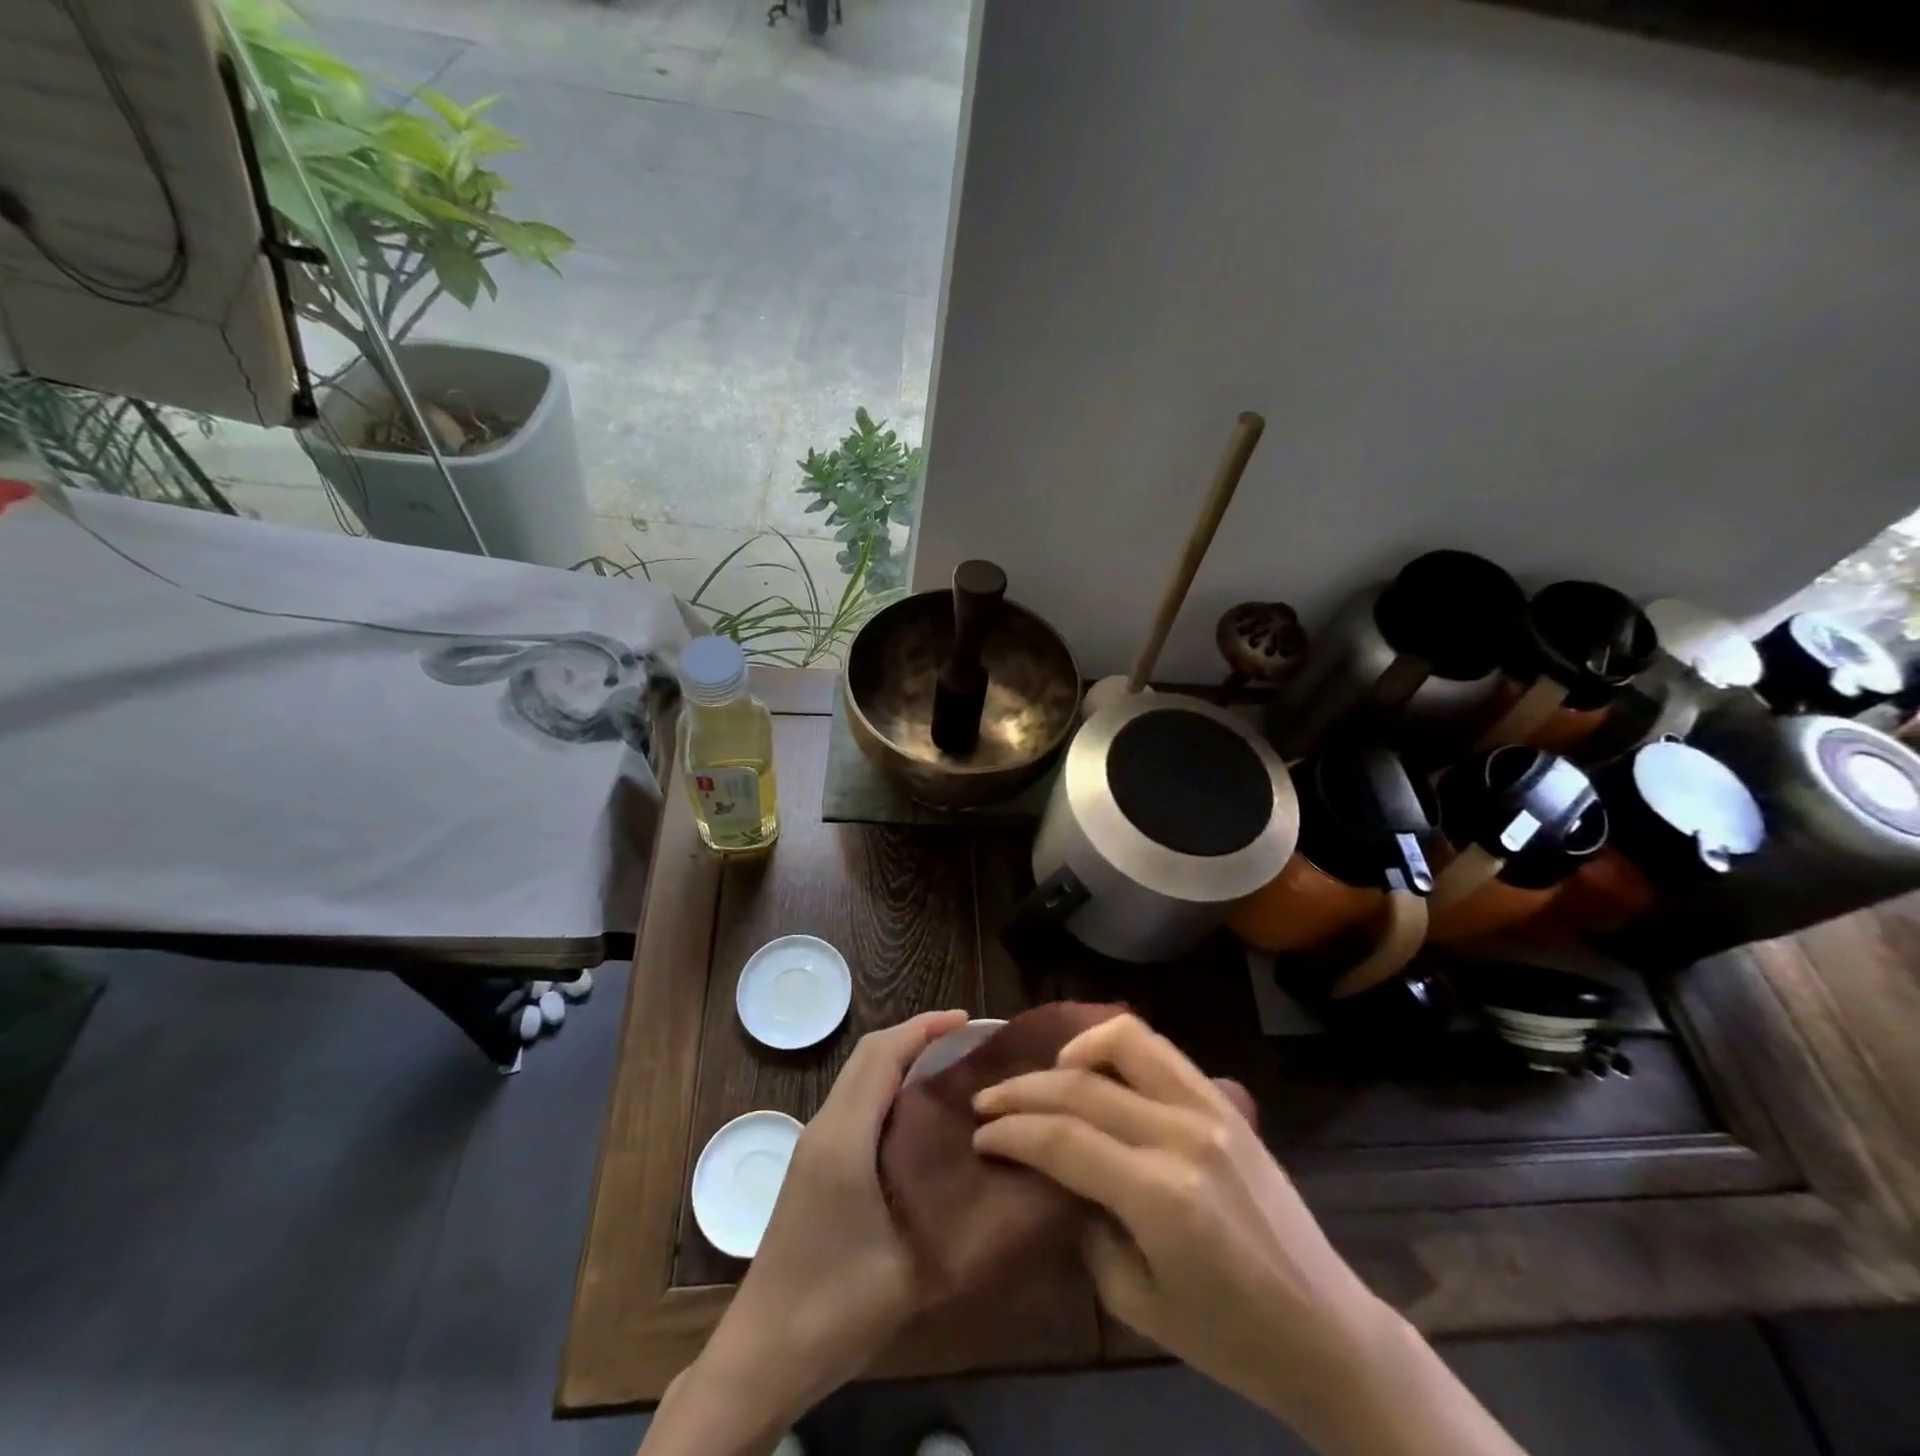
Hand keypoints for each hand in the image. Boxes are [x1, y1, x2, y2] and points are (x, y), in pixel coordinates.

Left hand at [648, 1010, 967, 1453]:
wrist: (763, 1354)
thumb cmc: (838, 1306)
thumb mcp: (913, 1266)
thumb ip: (958, 1215)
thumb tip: (1006, 1175)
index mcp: (845, 1137)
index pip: (883, 1055)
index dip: (925, 1028)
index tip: (969, 1020)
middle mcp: (825, 1127)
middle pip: (869, 1054)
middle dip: (917, 1035)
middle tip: (968, 1041)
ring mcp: (814, 1144)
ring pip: (859, 1076)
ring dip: (901, 1058)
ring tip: (950, 1067)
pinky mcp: (813, 1163)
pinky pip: (854, 1101)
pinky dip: (887, 1085)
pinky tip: (917, 1113)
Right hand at [972, 1014, 1519, 1455]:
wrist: (1325, 1330)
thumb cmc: (1229, 1337)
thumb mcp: (1136, 1302)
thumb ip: (1086, 1226)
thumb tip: (1054, 1175)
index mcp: (1161, 1197)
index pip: (1064, 1141)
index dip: (1013, 1132)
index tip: (981, 1136)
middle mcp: (1184, 1136)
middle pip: (1083, 1088)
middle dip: (1024, 1091)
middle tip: (988, 1102)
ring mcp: (1211, 1110)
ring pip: (1126, 1042)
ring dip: (1074, 1048)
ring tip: (1046, 1073)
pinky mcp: (1226, 1102)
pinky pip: (1162, 1051)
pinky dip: (1118, 1045)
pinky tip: (1097, 1065)